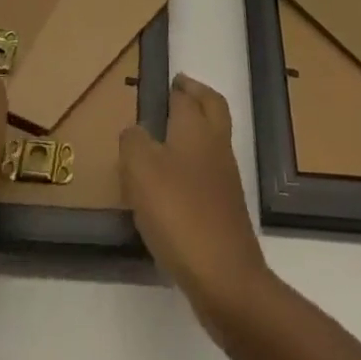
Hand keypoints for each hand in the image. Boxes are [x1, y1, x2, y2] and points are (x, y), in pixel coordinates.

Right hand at [120, 74, 270, 314]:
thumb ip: (133, 141)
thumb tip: (135, 131)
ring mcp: (226, 179)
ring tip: (167, 141)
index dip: (178, 87)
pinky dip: (194, 169)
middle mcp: (216, 145)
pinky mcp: (227, 211)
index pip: (188, 96)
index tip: (167, 82)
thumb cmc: (179, 211)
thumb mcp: (141, 169)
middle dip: (198, 97)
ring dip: (196, 132)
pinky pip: (210, 175)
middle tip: (179, 93)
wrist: (224, 277)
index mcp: (196, 127)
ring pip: (213, 140)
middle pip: (213, 108)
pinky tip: (174, 186)